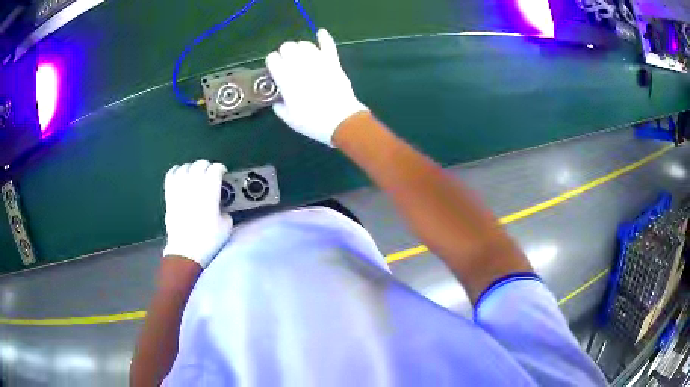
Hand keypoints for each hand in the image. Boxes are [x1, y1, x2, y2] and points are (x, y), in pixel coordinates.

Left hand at [162, 160, 232, 267]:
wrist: (186, 251)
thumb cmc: (208, 240)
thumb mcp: (226, 225)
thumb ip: (224, 209)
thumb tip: (220, 206)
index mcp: (210, 190)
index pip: (216, 169)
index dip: (221, 169)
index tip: (223, 175)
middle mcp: (194, 184)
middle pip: (201, 164)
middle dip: (208, 167)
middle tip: (211, 175)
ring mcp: (179, 188)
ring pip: (186, 167)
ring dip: (192, 168)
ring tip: (196, 175)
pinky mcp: (169, 195)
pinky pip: (171, 175)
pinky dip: (176, 171)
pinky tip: (180, 174)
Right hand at [266, 29, 367, 146]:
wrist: (341, 121)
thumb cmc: (313, 122)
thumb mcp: (289, 119)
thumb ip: (279, 107)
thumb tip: (278, 100)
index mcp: (286, 79)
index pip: (273, 59)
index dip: (272, 62)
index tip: (275, 68)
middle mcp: (299, 66)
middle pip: (287, 47)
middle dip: (285, 52)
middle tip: (288, 62)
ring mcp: (318, 62)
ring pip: (305, 44)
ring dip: (301, 48)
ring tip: (302, 56)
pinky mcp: (333, 62)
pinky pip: (328, 45)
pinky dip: (324, 37)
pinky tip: (321, 32)